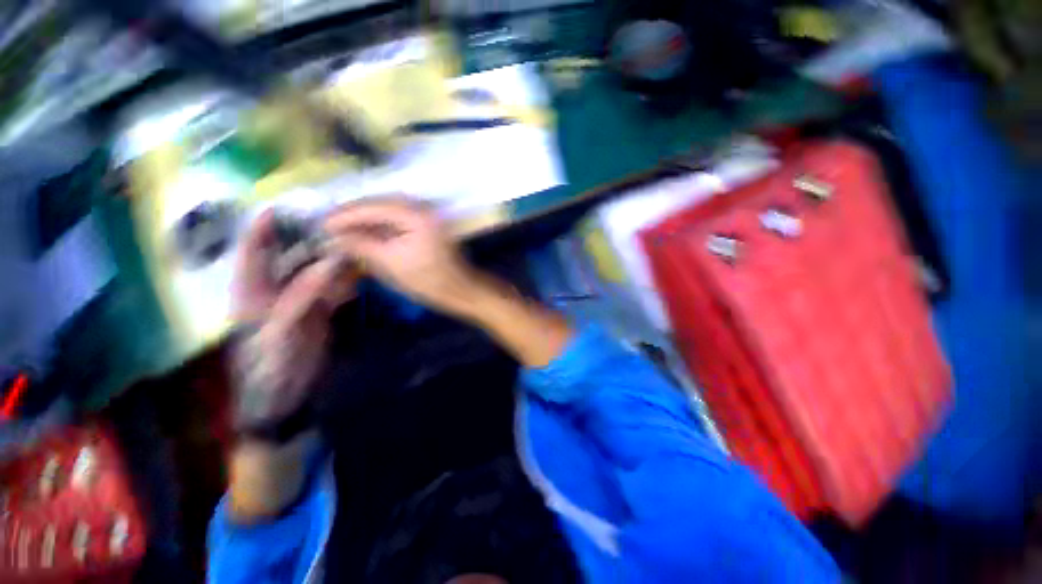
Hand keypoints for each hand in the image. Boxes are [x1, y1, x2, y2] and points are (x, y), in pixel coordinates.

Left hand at [231, 211, 355, 427]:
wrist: (287, 395)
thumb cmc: (272, 365)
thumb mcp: (283, 329)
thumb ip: (305, 294)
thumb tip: (332, 262)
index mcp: (252, 291)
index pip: (253, 252)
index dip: (263, 228)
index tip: (280, 206)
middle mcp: (274, 290)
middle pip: (290, 257)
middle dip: (309, 240)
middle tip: (334, 224)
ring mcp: (299, 300)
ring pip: (315, 271)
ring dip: (332, 259)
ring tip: (352, 244)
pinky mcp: (319, 311)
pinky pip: (333, 289)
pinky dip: (345, 280)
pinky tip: (359, 272)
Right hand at [323, 198, 486, 318]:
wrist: (460, 290)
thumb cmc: (428, 281)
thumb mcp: (390, 263)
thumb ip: (361, 244)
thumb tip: (333, 235)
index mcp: (415, 214)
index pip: (372, 206)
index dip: (345, 215)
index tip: (321, 224)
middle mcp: (422, 208)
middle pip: (379, 204)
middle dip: (353, 215)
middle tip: (328, 226)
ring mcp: (426, 216)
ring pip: (387, 212)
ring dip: (365, 220)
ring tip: (341, 231)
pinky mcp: (426, 225)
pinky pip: (397, 220)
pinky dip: (379, 227)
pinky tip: (364, 235)